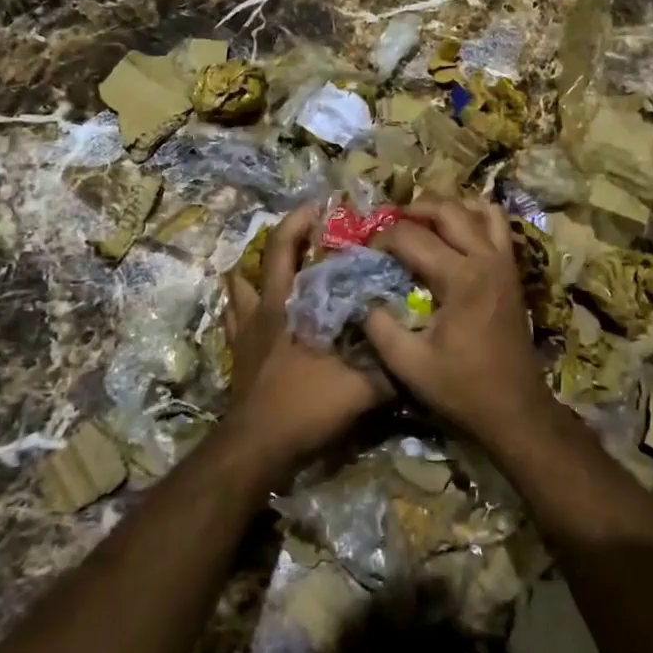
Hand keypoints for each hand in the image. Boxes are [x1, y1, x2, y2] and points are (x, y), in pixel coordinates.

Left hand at [222, 204, 390, 480]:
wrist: (258, 446)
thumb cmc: (305, 405)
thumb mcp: (361, 389)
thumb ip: (391, 370)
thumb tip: (420, 355)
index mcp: (289, 305)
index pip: (287, 249)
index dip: (301, 222)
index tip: (322, 207)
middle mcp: (264, 309)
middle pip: (265, 259)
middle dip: (285, 235)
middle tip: (306, 224)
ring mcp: (244, 332)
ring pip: (239, 287)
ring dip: (254, 270)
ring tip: (275, 265)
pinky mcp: (237, 355)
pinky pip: (232, 320)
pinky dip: (240, 307)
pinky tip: (252, 310)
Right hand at [364, 197, 552, 437]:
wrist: (515, 409)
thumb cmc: (461, 388)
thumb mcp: (407, 363)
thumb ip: (378, 325)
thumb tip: (362, 296)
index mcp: (460, 278)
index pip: (411, 236)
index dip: (382, 238)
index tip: (364, 251)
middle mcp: (486, 258)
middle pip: (446, 210)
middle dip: (411, 210)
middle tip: (386, 225)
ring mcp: (505, 262)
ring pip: (477, 209)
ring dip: (446, 208)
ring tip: (420, 221)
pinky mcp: (513, 271)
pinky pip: (498, 225)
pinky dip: (475, 217)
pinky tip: (455, 232)